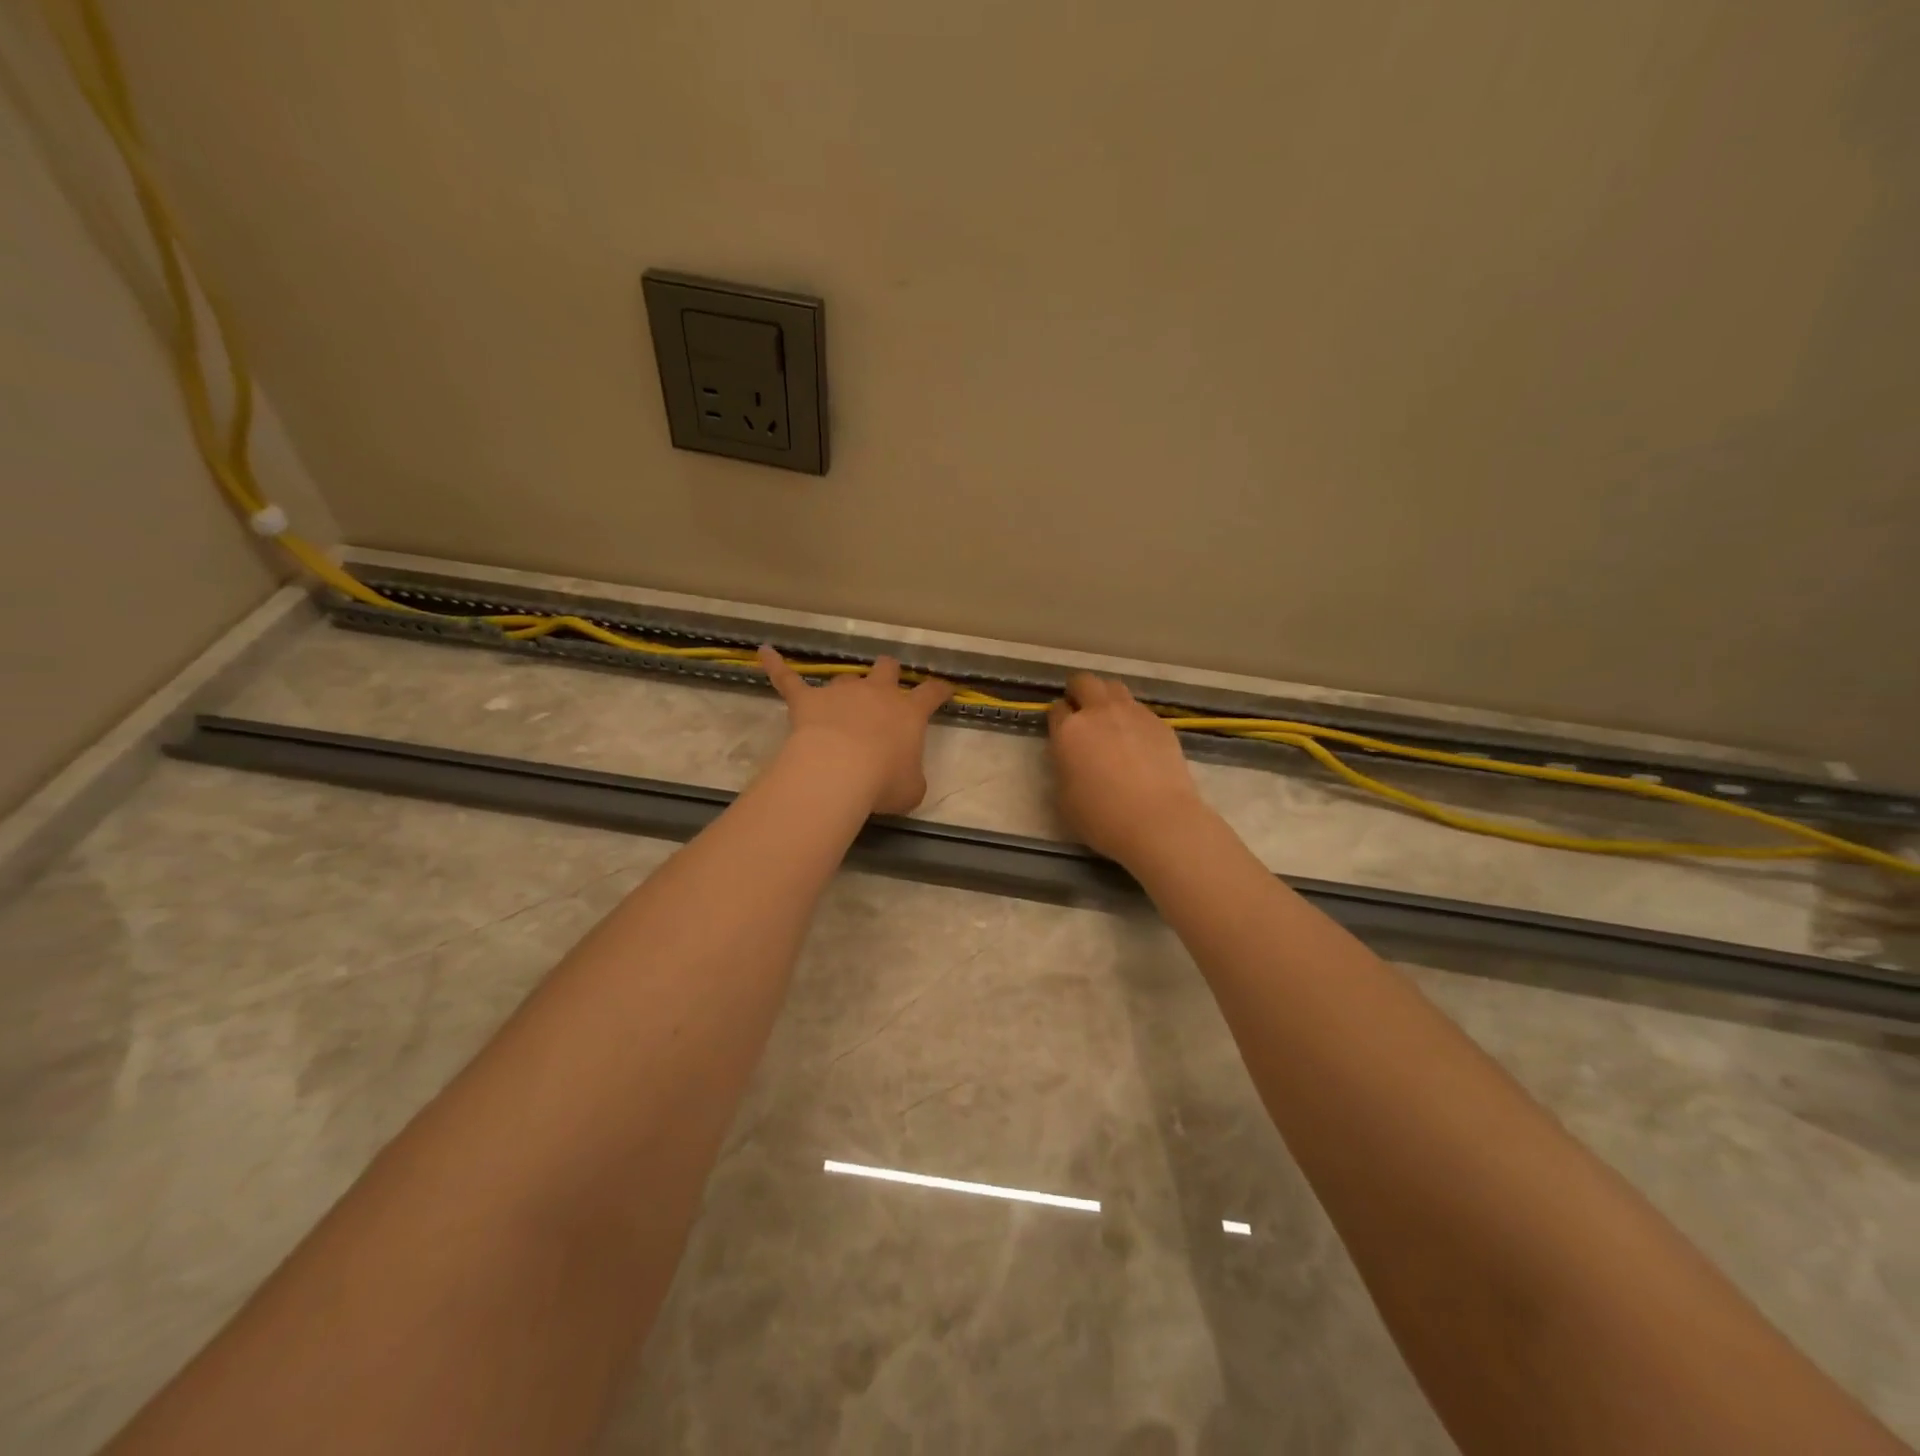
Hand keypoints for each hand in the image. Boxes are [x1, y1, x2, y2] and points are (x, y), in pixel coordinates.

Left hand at [759, 647, 953, 814]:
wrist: (838, 771)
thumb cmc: (883, 781)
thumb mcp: (912, 789)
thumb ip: (911, 778)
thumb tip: (905, 778)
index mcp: (909, 712)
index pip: (931, 693)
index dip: (939, 690)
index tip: (944, 689)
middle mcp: (877, 693)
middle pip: (886, 668)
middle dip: (888, 673)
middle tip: (887, 684)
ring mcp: (840, 692)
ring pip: (846, 677)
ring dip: (846, 687)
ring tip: (839, 702)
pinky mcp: (806, 699)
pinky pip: (788, 678)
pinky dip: (776, 666)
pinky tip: (764, 653)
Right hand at [1046, 673, 1207, 864]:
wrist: (1158, 821)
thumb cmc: (1102, 817)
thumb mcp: (1064, 798)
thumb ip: (1064, 768)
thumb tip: (1072, 759)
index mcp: (1069, 731)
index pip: (1056, 709)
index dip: (1058, 718)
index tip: (1061, 732)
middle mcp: (1099, 712)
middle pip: (1084, 682)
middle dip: (1078, 691)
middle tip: (1081, 712)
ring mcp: (1133, 713)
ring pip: (1114, 687)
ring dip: (1106, 698)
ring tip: (1110, 722)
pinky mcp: (1160, 723)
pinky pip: (1139, 709)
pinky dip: (1132, 717)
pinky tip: (1137, 741)